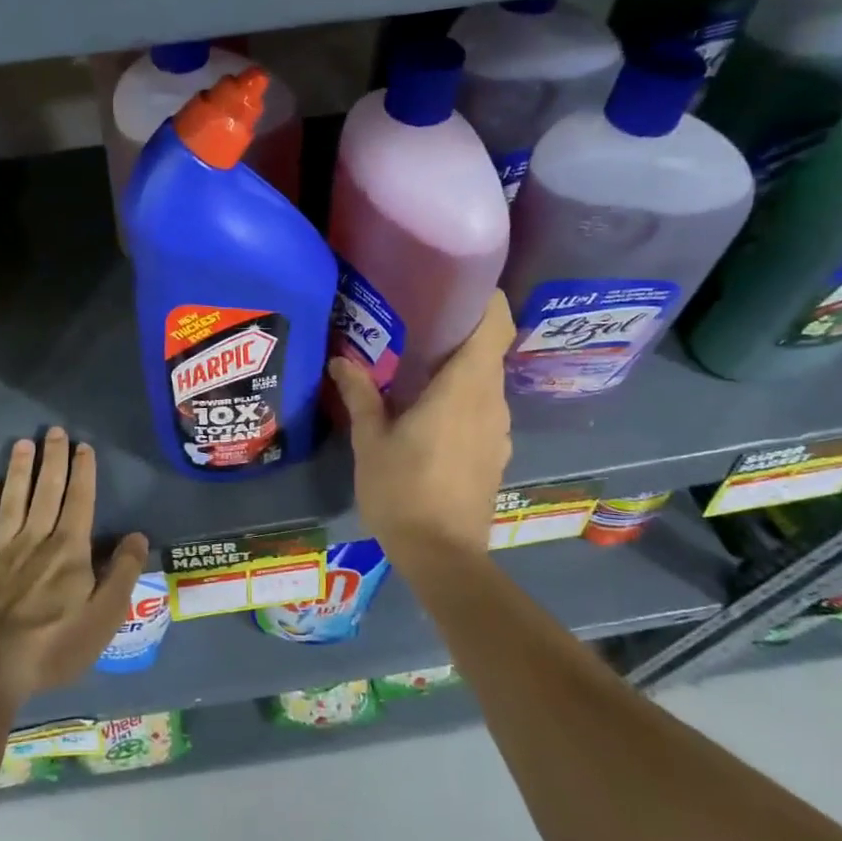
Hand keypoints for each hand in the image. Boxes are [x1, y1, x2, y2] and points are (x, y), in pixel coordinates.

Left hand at [0, 428, 148, 711]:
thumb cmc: (51, 648)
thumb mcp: (102, 619)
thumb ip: (122, 575)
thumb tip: (137, 536)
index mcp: (69, 551)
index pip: (79, 501)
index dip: (83, 472)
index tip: (83, 446)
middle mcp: (35, 540)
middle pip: (46, 491)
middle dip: (52, 459)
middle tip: (54, 431)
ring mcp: (0, 550)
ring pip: (13, 500)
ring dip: (19, 470)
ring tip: (23, 443)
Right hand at [329, 291, 514, 566]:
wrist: (443, 556)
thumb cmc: (403, 491)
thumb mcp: (371, 441)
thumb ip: (361, 394)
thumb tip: (343, 360)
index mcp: (464, 389)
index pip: (494, 326)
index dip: (486, 299)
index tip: (458, 283)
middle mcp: (491, 402)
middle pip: (489, 351)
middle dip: (461, 331)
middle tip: (418, 320)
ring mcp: (499, 431)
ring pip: (486, 382)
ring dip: (460, 368)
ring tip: (418, 365)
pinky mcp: (496, 453)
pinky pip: (483, 409)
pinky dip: (462, 398)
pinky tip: (429, 411)